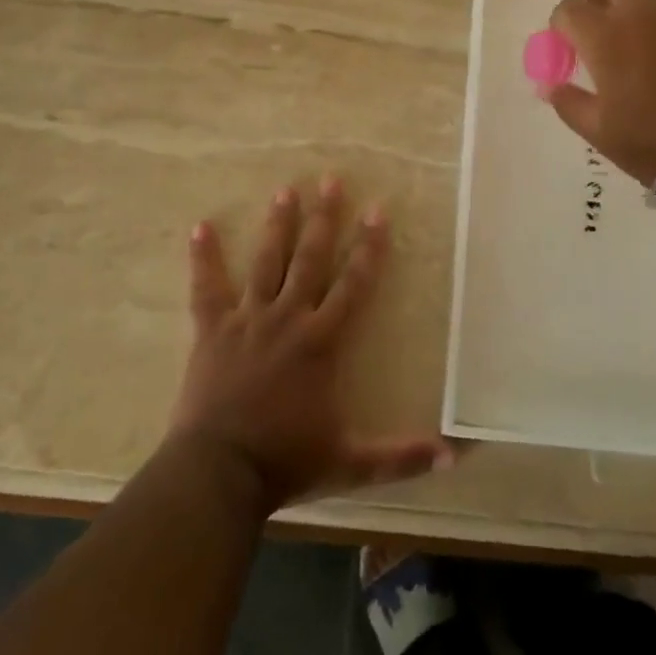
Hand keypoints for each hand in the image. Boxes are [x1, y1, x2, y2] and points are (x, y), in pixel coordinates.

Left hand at [169, 177, 452, 513]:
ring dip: (277, 225)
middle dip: (323, 218)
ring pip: (266, 262)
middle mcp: (288, 318)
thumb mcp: (350, 462)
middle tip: (330, 180)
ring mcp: (247, 320)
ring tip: (285, 190)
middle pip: (310, 258)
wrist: (218, 473)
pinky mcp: (212, 331)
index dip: (368, 247)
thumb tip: (455, 457)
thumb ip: (401, 457)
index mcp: (321, 340)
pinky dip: (204, 257)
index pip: (353, 283)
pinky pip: (207, 288)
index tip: (377, 211)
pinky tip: (200, 226)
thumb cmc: (286, 461)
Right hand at [545, 0, 655, 183]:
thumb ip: (568, 102)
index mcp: (605, 37)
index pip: (569, 8)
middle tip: (609, 18)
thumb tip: (550, 85)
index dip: (564, 22)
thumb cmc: (653, 144)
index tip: (569, 39)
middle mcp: (642, 10)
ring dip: (652, 0)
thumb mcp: (598, 132)